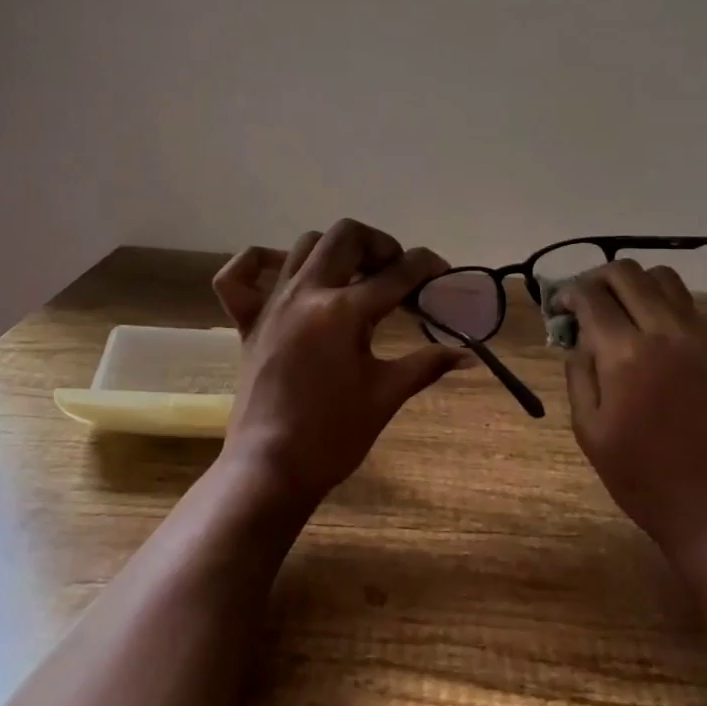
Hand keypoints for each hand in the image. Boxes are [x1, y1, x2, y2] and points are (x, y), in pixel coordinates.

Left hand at [212, 220, 466, 511]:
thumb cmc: (334, 436)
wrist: (271, 469)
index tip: (442, 274)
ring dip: (336, 250)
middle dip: (380, 244)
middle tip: (396, 273)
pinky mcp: (248, 323)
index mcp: (344, 312)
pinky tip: (286, 272)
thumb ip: (427, 365)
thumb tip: (468, 355)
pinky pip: (238, 275)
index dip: (427, 267)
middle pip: (346, 236)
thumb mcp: (386, 395)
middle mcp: (306, 294)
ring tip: (355, 276)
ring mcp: (272, 305)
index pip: (397, 273)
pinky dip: (260, 262)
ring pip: (303, 245)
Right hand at [557, 260, 706, 563]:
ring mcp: (699, 340)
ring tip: (620, 311)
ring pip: (665, 280)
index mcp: (626, 354)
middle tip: (585, 302)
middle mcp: (665, 333)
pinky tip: (650, 337)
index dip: (568, 293)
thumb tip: (579, 338)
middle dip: (598, 278)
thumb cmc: (640, 477)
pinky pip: (687, 308)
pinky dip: (661, 306)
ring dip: (634, 285)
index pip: (591, 296)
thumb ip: (579, 374)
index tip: (559, 307)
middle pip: (628, 273)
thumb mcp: (589, 430)